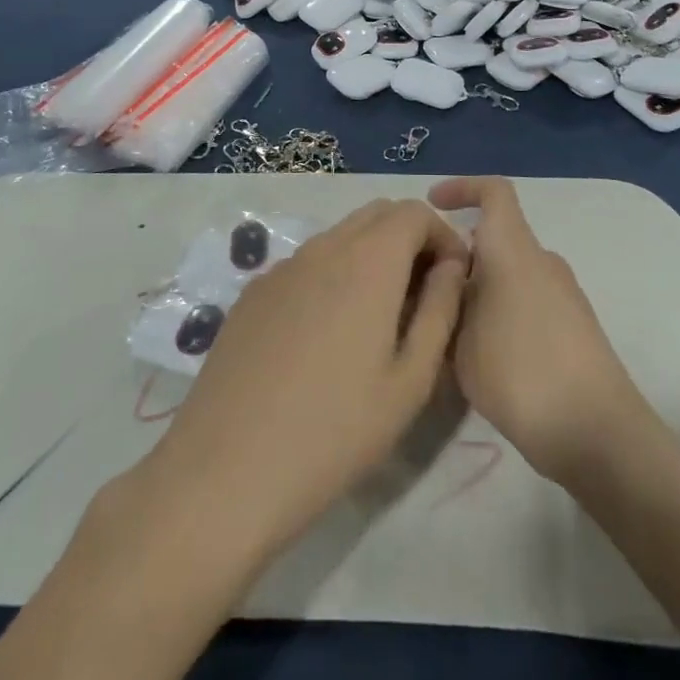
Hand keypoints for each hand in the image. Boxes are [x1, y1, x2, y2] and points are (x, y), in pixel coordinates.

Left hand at [142, 201, 468, 561]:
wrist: (226, 469)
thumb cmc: (336, 431)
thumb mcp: (410, 381)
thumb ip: (440, 310)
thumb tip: (452, 266)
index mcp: (368, 260)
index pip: (415, 211)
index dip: (443, 237)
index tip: (453, 281)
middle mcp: (324, 247)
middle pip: (377, 214)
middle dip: (409, 240)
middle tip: (421, 298)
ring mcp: (282, 267)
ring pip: (340, 237)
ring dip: (370, 257)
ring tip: (377, 321)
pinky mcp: (253, 292)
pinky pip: (306, 264)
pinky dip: (332, 276)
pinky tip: (325, 337)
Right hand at [430, 177, 653, 485]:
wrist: (597, 433)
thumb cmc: (520, 371)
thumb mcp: (460, 338)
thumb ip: (449, 302)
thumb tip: (449, 283)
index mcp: (514, 248)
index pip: (494, 192)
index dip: (463, 187)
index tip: (433, 203)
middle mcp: (542, 260)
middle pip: (497, 238)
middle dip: (460, 255)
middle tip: (425, 286)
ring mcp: (563, 293)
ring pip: (510, 272)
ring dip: (478, 288)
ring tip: (445, 328)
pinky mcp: (574, 325)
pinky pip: (526, 299)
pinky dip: (500, 310)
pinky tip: (480, 354)